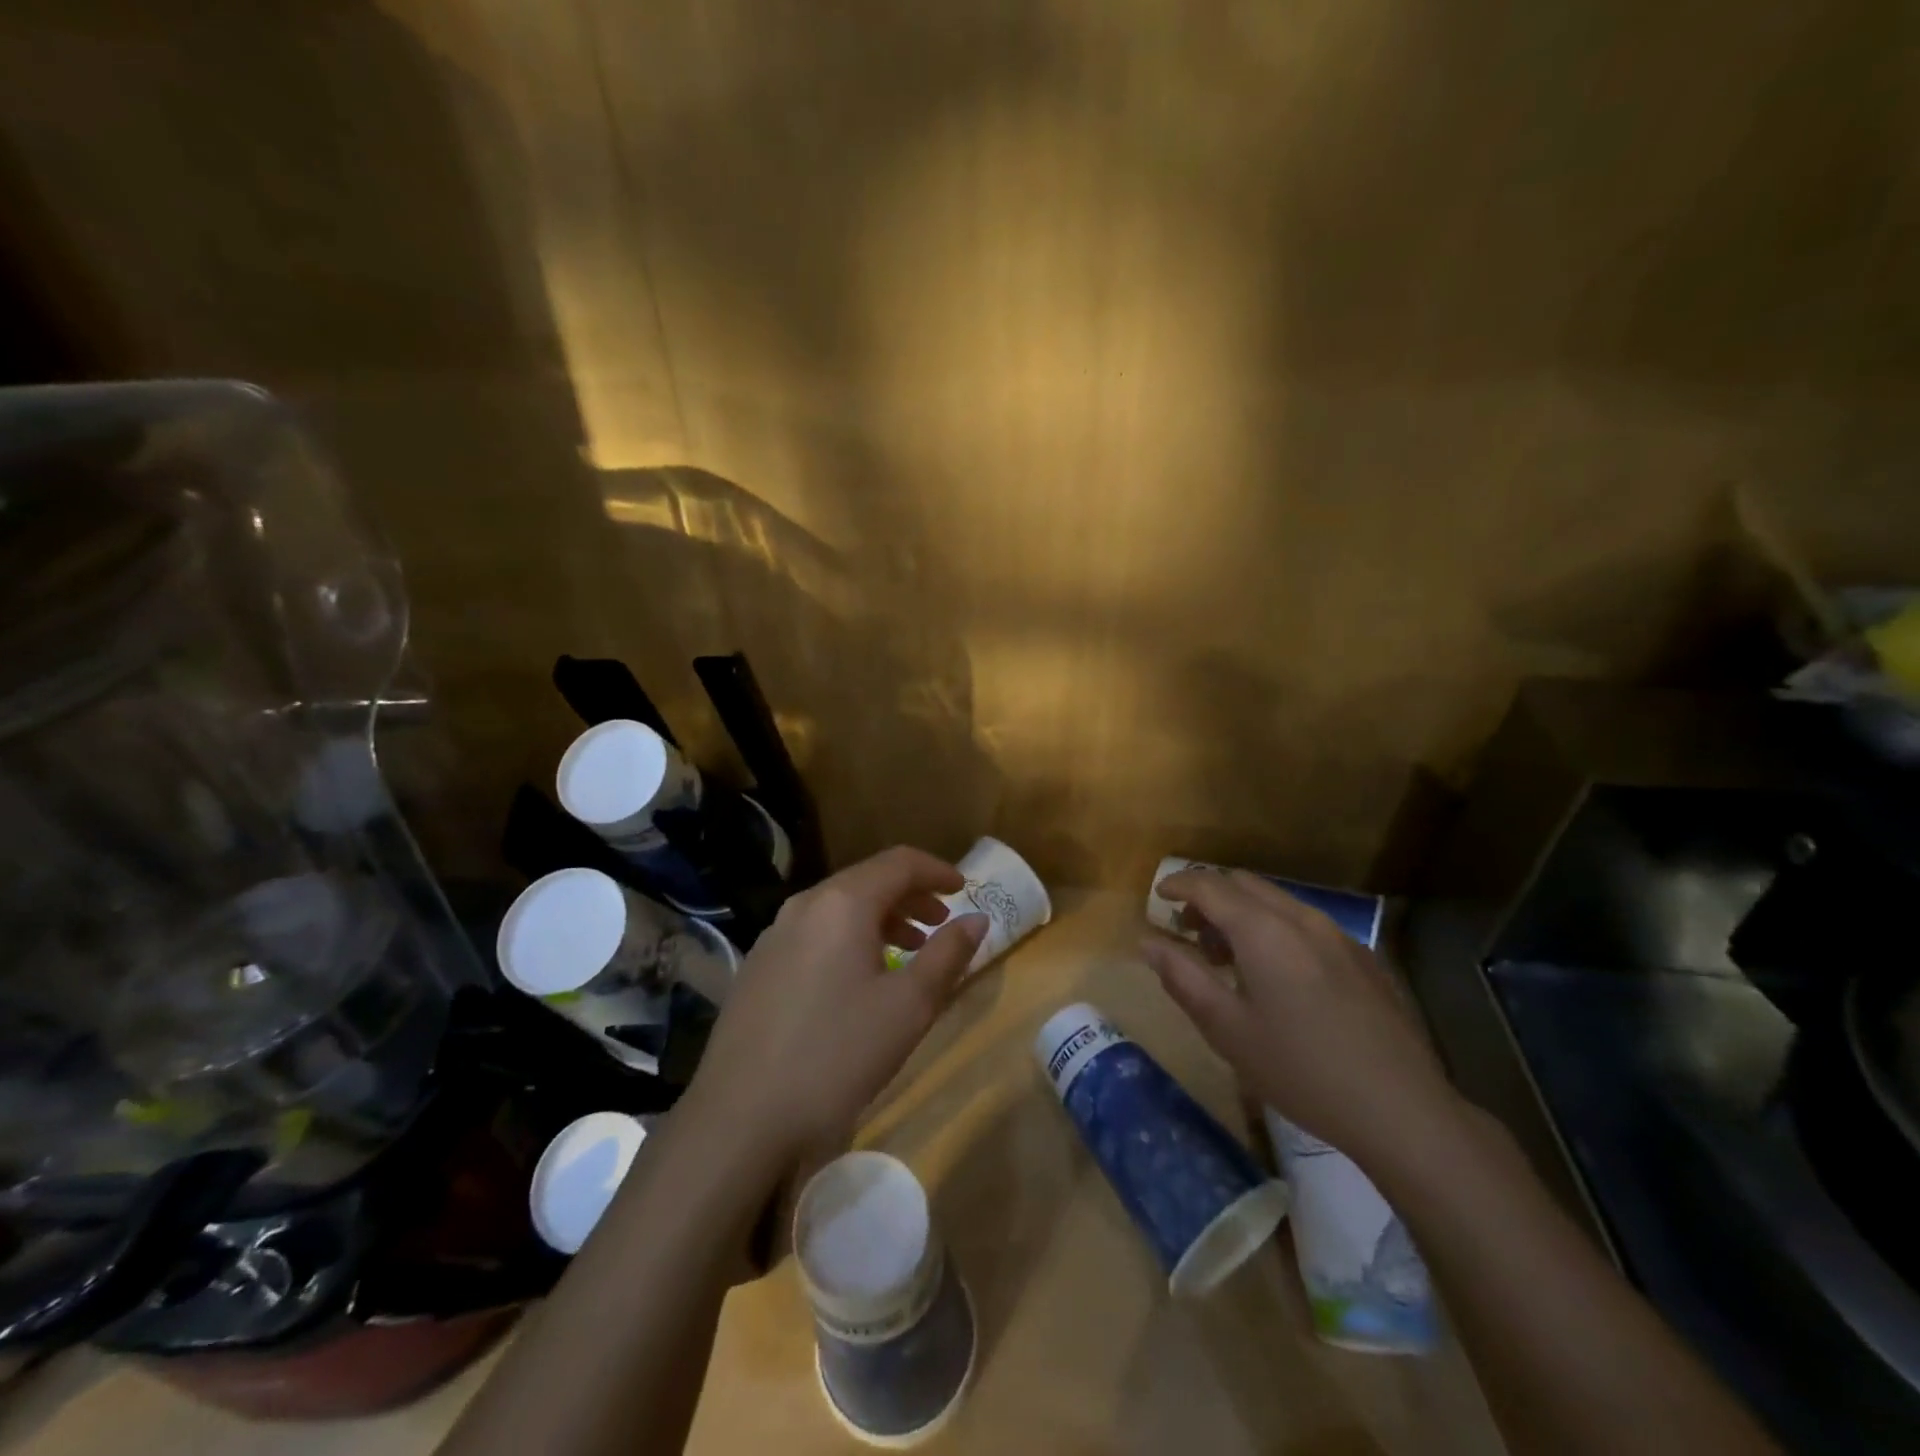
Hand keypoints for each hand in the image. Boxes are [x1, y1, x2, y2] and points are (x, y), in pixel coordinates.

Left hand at [685, 846, 988, 1164]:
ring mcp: (774, 935)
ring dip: (881, 918)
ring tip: (908, 950)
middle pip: (867, 880)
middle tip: (941, 922)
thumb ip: (948, 955)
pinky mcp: (758, 966)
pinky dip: (849, 938)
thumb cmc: (837, 1055)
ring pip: (838, 908)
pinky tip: (858, 979)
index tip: (965, 889)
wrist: (739, 1117)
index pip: (899, 863)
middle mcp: (804, 905)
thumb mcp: (909, 1007)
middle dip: (910, 895)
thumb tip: (976, 919)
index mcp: (842, 904)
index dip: (937, 870)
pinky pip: (814, 933)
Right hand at [1141, 869, 1462, 1167]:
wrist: (1402, 1109)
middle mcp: (1300, 918)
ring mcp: (1338, 935)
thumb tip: (1148, 943)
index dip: (1178, 884)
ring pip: (1277, 902)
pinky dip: (1275, 929)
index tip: (1158, 896)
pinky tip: (1279, 977)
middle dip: (1209, 896)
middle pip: (1244, 884)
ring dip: (1243, 913)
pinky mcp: (1363, 958)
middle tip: (1188, 931)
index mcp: (1262, 930)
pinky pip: (1306, 924)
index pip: (1209, 885)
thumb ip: (1183, 978)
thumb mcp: (1227, 1029)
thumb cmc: (1300, 1069)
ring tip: (1229, 957)